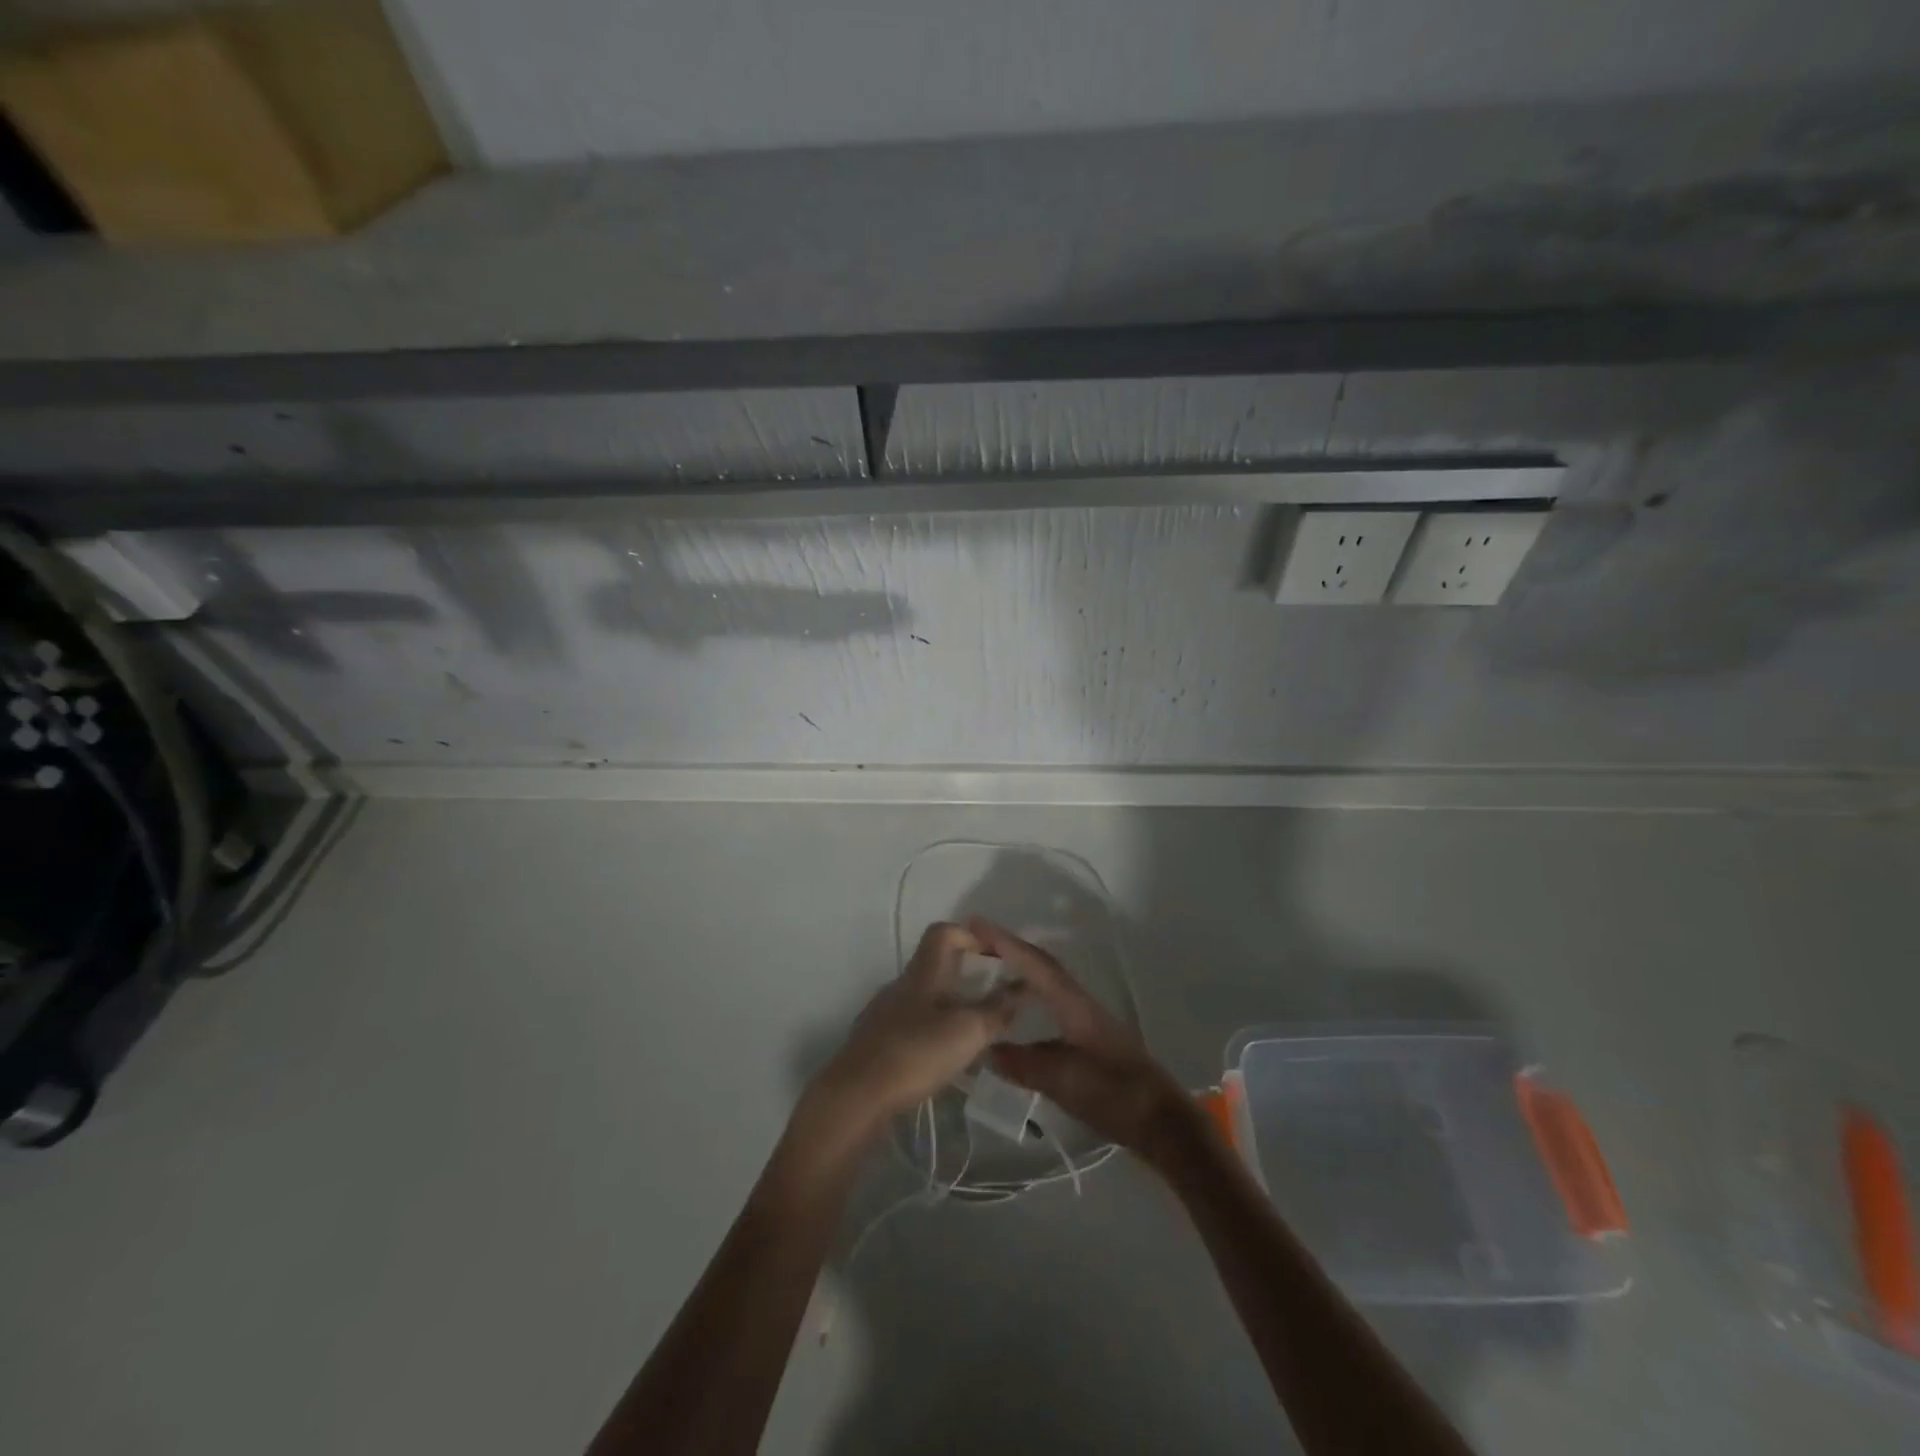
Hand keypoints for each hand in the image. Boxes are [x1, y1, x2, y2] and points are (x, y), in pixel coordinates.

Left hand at [805, 922, 1017, 1136]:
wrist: (855, 1096)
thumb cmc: (915, 1053)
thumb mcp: (967, 1031)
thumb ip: (996, 1010)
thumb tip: (1019, 989)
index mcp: (922, 973)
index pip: (943, 932)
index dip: (971, 935)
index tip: (996, 956)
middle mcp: (901, 985)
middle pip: (936, 966)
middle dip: (967, 977)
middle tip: (995, 999)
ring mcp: (884, 1013)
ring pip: (925, 998)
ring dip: (951, 1008)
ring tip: (975, 1034)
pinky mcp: (876, 1042)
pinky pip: (912, 1025)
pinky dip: (933, 1032)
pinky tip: (944, 1060)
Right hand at [972, 919, 1205, 1167]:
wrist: (1163, 1123)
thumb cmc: (1115, 1095)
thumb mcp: (1065, 1081)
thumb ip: (1024, 1063)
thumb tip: (986, 1050)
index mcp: (1074, 1005)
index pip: (1034, 963)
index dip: (1004, 942)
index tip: (974, 924)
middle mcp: (1080, 1004)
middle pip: (1042, 966)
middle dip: (1010, 950)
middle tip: (976, 943)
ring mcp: (1087, 1022)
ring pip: (1047, 985)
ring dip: (1020, 972)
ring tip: (990, 973)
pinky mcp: (1090, 1041)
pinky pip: (1052, 1006)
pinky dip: (1030, 1000)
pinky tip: (1016, 1018)